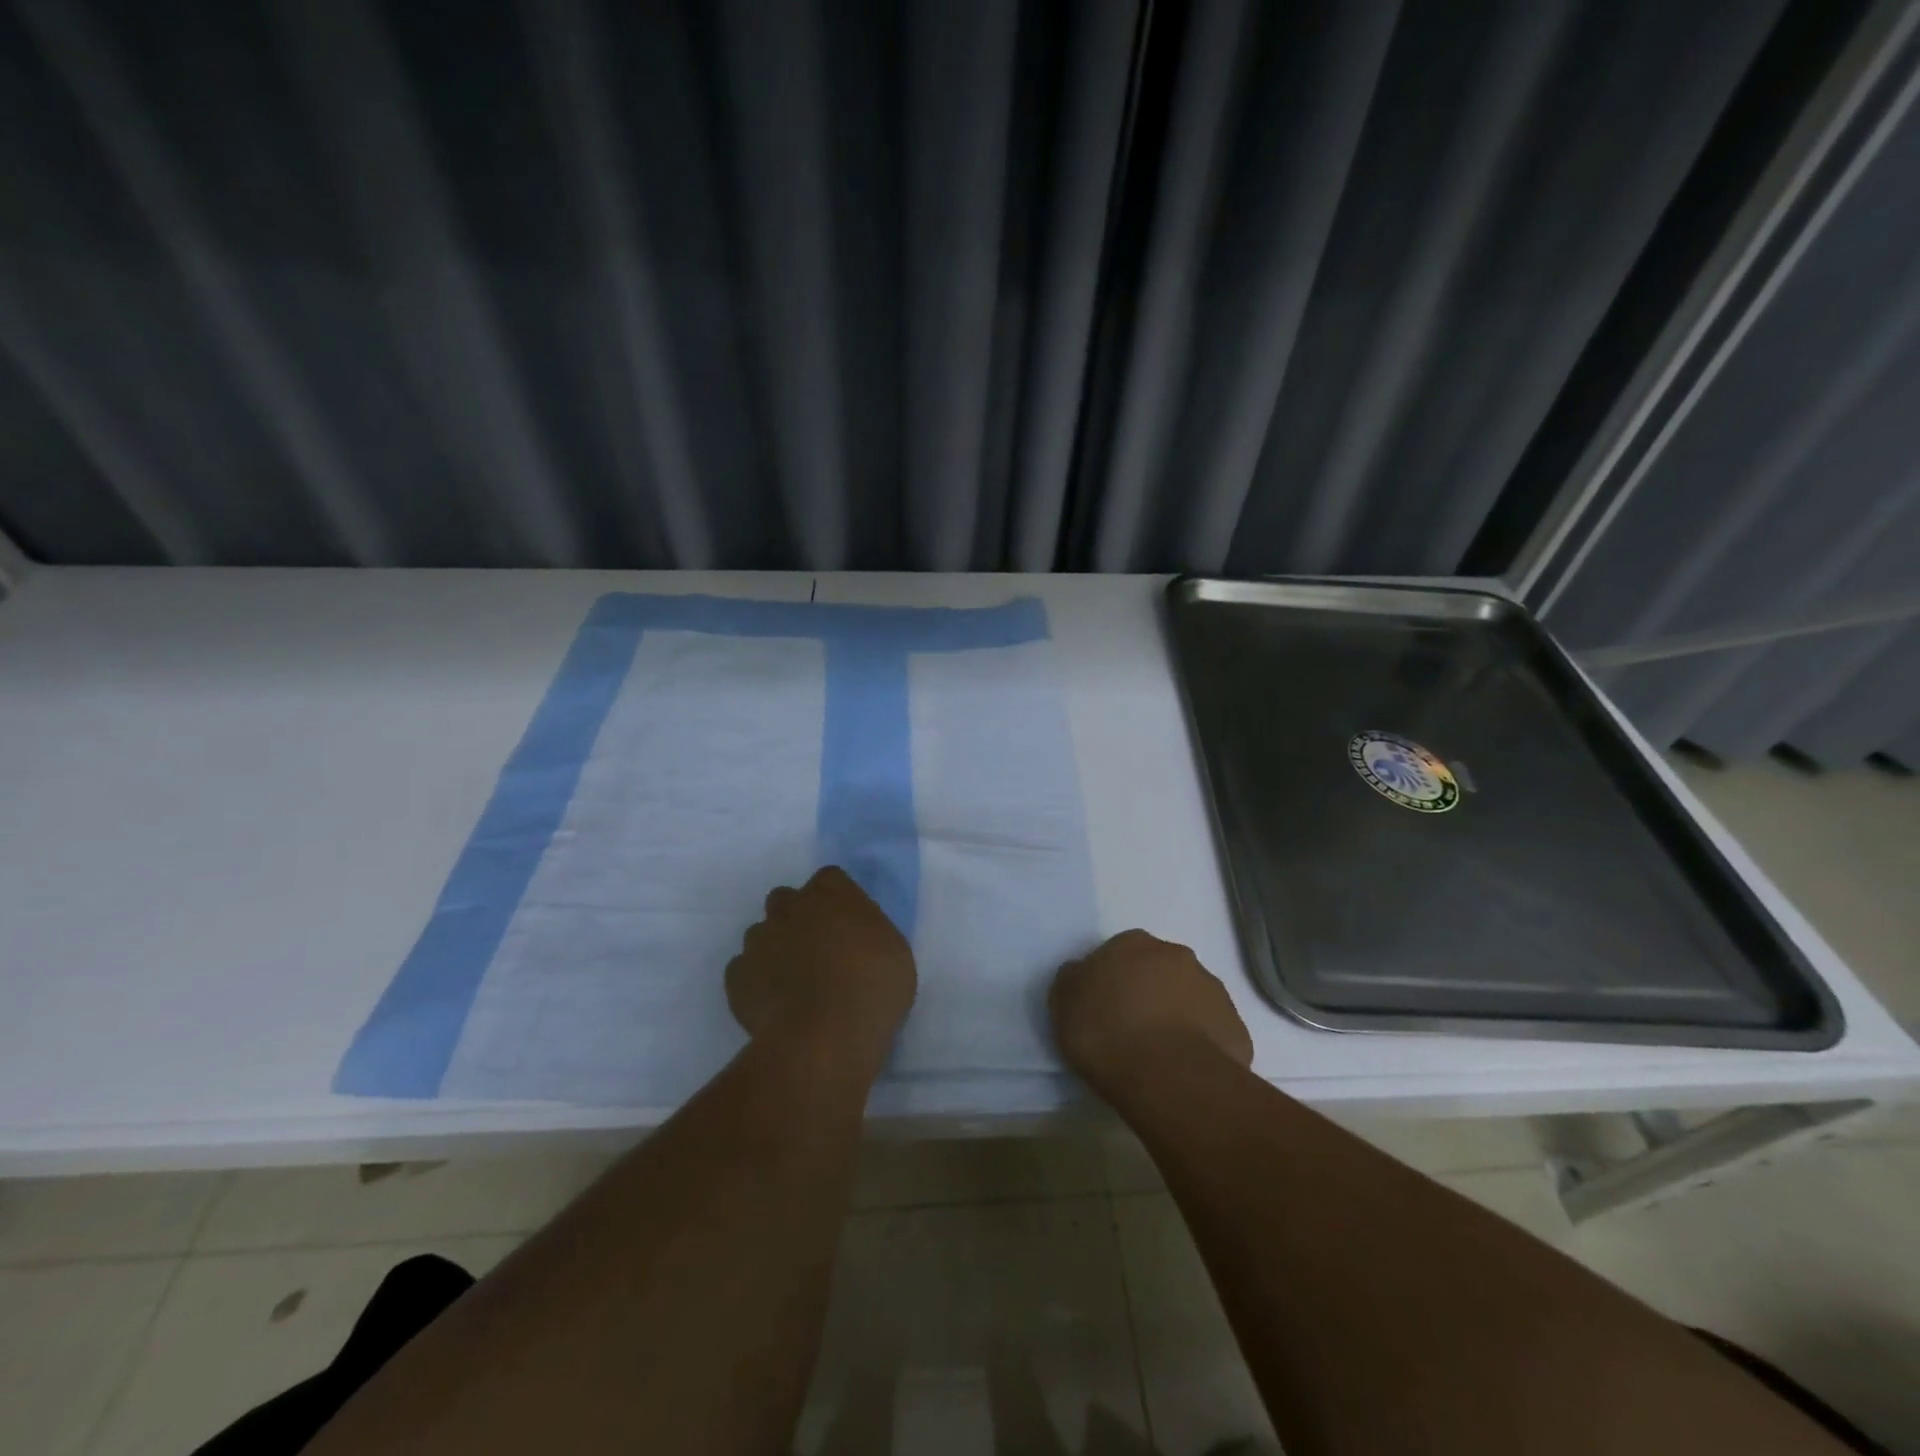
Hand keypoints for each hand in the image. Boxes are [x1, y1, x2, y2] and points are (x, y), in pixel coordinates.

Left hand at [726, 866, 916, 1063]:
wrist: (823, 1038)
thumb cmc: (872, 989)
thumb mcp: (894, 952)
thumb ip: (868, 931)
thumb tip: (854, 936)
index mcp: (831, 893)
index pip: (829, 879)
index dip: (836, 900)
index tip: (847, 925)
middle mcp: (789, 907)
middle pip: (787, 899)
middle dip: (797, 917)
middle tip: (817, 951)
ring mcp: (758, 941)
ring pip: (761, 934)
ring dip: (775, 949)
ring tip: (793, 983)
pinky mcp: (737, 977)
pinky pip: (744, 970)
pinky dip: (756, 982)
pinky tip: (774, 1004)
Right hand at [1049, 930, 1251, 1094]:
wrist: (1168, 1077)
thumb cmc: (1106, 1032)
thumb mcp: (1063, 1002)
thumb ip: (1073, 980)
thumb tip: (1082, 974)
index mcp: (1133, 943)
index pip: (1119, 953)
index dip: (1111, 980)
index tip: (1103, 1008)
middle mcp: (1177, 956)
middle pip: (1159, 971)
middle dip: (1149, 992)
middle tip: (1132, 1028)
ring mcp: (1213, 990)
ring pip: (1190, 999)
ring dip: (1177, 1016)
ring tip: (1160, 1055)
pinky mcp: (1236, 1027)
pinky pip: (1213, 1032)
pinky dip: (1201, 1045)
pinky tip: (1185, 1070)